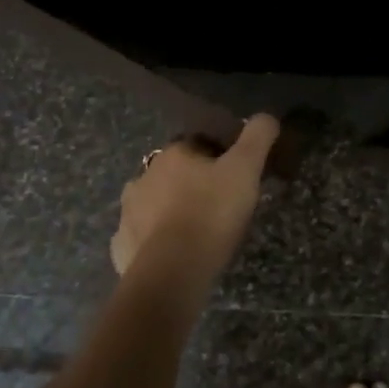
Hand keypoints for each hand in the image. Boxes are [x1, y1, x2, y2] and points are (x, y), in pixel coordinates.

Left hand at [110, 115, 280, 302]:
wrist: (172, 271)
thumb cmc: (211, 213)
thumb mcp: (245, 170)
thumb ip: (257, 138)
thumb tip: (267, 115)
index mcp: (173, 154)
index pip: (197, 144)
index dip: (218, 157)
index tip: (235, 175)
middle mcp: (144, 176)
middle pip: (173, 173)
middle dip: (191, 183)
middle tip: (218, 204)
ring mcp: (128, 212)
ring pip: (153, 202)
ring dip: (170, 209)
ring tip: (195, 230)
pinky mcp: (122, 245)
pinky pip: (141, 236)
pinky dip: (154, 240)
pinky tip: (172, 253)